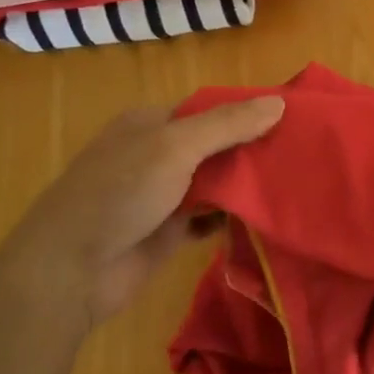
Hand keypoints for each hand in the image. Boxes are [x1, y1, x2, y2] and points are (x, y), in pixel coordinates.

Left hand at [0, 97, 285, 338]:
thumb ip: (227, 125)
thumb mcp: (175, 146)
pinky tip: (264, 218)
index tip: (291, 119)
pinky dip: (230, 218)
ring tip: (293, 183)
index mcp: (151, 123)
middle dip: (251, 151)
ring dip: (244, 186)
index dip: (247, 112)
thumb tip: (280, 103)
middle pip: (214, 146)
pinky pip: (207, 219)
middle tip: (302, 155)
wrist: (71, 270)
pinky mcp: (167, 232)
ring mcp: (161, 195)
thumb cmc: (119, 193)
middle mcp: (156, 154)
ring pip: (213, 183)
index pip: (209, 109)